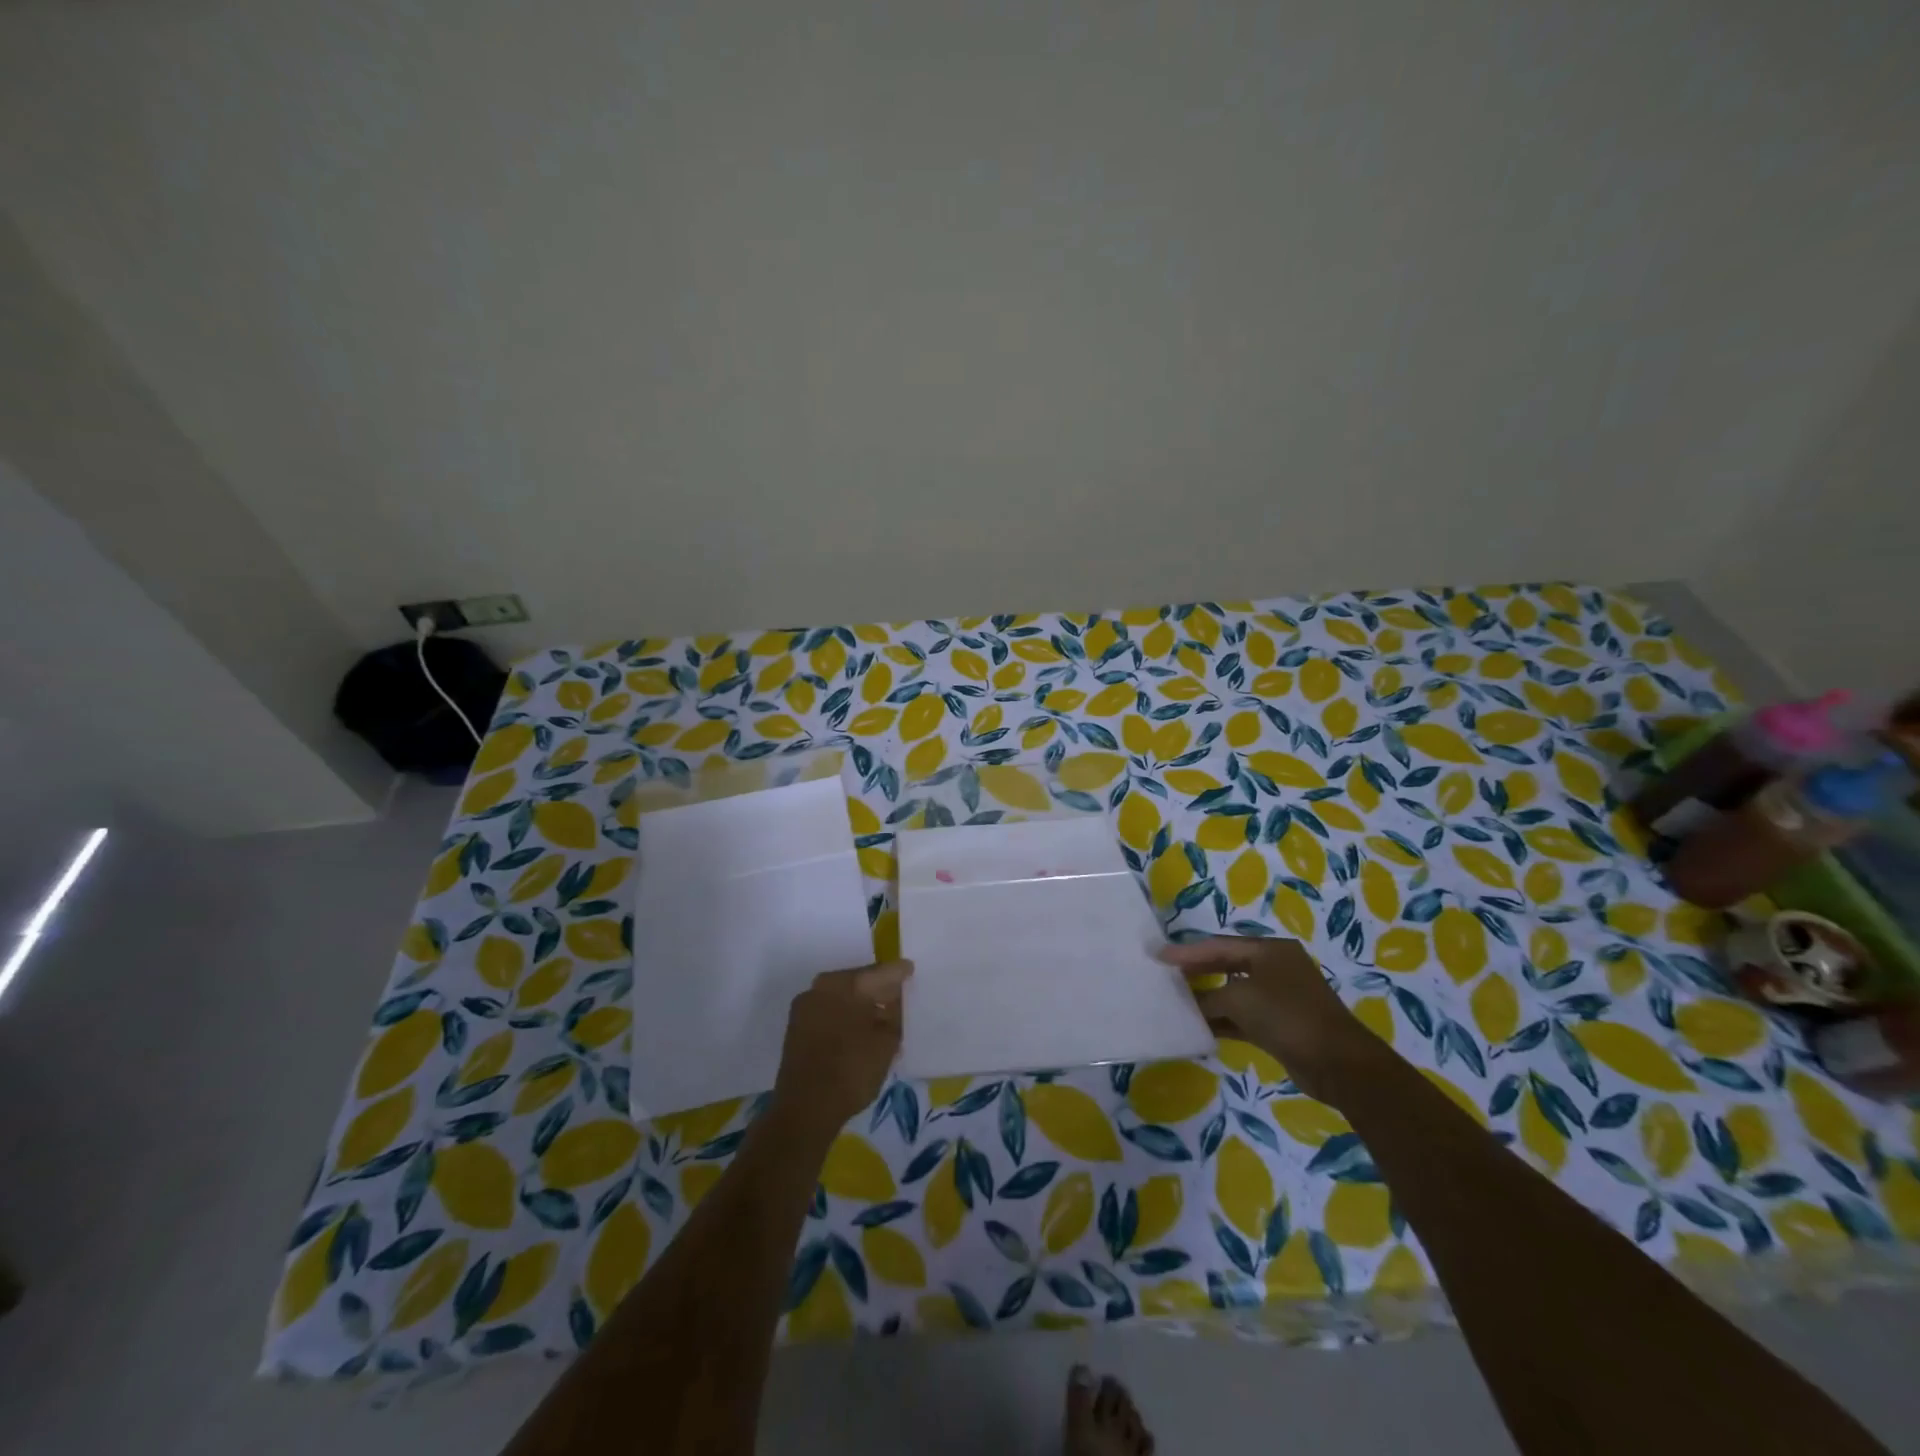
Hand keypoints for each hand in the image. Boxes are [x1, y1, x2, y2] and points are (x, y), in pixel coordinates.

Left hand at [772, 960, 911, 1135]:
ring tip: (880, 1018)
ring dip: (860, 1004)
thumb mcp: (887, 1041)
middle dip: (878, 989)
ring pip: (842, 997)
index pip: (879, 972)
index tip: (910, 970)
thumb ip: (893, 1014)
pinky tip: (859, 1031)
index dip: (898, 972)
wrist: (806, 1109)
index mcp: (845, 983)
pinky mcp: (796, 1028)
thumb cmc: (852, 1069)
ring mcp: (805, 1006)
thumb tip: (891, 1002)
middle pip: (858, 982)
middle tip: (897, 997)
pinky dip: (845, 1016)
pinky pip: (829, 1012)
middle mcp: (821, 986)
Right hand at [1160, 938, 1371, 1099]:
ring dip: (1208, 999)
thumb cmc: (1287, 1016)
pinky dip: (1222, 1020)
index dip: (1187, 951)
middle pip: (1226, 964)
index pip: (1219, 945)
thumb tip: (1186, 1004)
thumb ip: (1207, 998)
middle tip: (1165, 976)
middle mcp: (1275, 968)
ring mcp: (1280, 997)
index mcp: (1269, 950)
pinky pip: (1243, 1016)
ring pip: (1234, 992)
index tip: (1158, 956)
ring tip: (1176, 1002)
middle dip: (1196, 972)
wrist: (1339, 1064)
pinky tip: (1199, 1027)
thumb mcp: (1240, 1000)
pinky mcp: (1280, 1025)